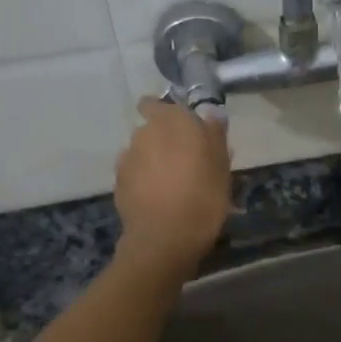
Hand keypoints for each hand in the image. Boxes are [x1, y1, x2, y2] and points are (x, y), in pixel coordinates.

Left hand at [114, 98, 231, 274]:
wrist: (165, 238)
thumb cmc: (203, 195)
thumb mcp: (222, 164)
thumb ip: (215, 134)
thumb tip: (211, 113)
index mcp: (172, 121)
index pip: (157, 103)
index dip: (167, 113)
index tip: (183, 129)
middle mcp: (144, 132)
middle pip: (151, 128)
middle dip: (163, 139)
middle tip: (185, 160)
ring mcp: (127, 158)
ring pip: (142, 151)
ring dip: (152, 160)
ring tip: (171, 183)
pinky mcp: (118, 182)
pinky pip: (134, 172)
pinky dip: (143, 179)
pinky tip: (158, 197)